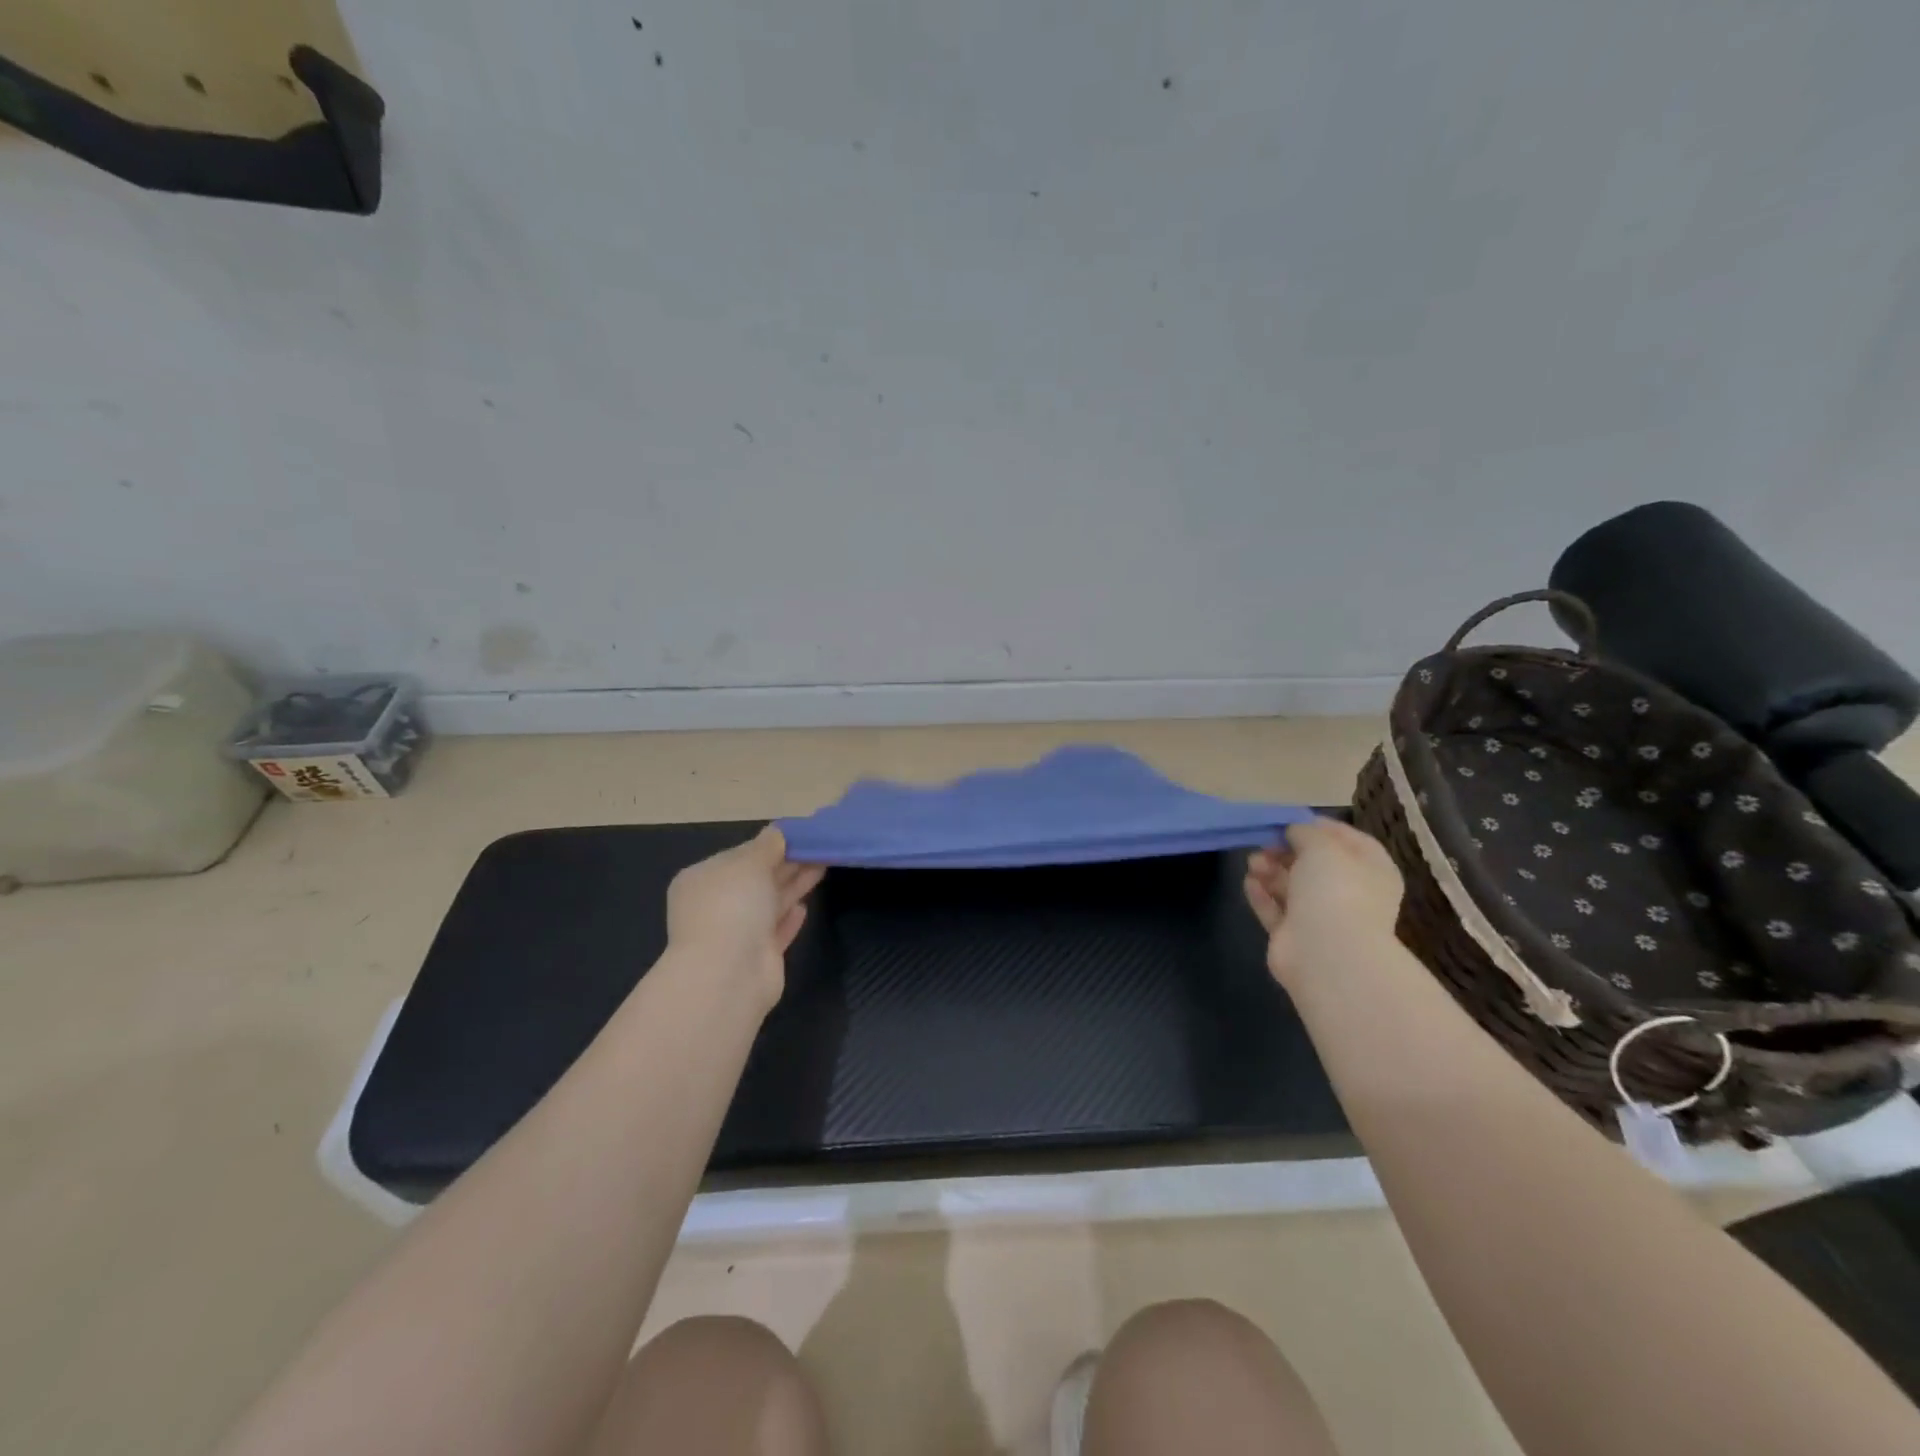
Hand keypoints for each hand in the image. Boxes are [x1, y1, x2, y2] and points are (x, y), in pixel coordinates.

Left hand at [666, 827, 824, 1006]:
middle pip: (757, 879)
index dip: (770, 844)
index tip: (801, 835)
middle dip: (788, 863)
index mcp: (703, 879)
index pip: (740, 855)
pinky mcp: (757, 958)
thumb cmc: (732, 907)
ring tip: (823, 865)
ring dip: (794, 885)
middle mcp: (716, 906)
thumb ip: (768, 846)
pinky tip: (804, 907)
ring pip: (770, 903)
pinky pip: (776, 931)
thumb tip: (779, 831)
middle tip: (821, 847)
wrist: (728, 974)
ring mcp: (736, 934)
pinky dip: (789, 918)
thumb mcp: (750, 863)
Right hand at [1243, 818, 1404, 988]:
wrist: (1327, 954)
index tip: (1289, 820)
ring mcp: (1323, 918)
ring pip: (1292, 886)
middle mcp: (1350, 893)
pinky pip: (1276, 910)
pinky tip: (1249, 882)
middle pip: (1314, 864)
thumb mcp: (1322, 846)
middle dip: (1286, 851)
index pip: (1348, 840)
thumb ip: (1305, 832)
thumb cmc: (1335, 890)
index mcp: (1371, 870)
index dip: (1318, 827)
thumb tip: (1294, 831)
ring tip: (1252, 863)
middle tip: (1264, 843)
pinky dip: (1262, 895)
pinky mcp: (1295, 937)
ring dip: (1270, 871)